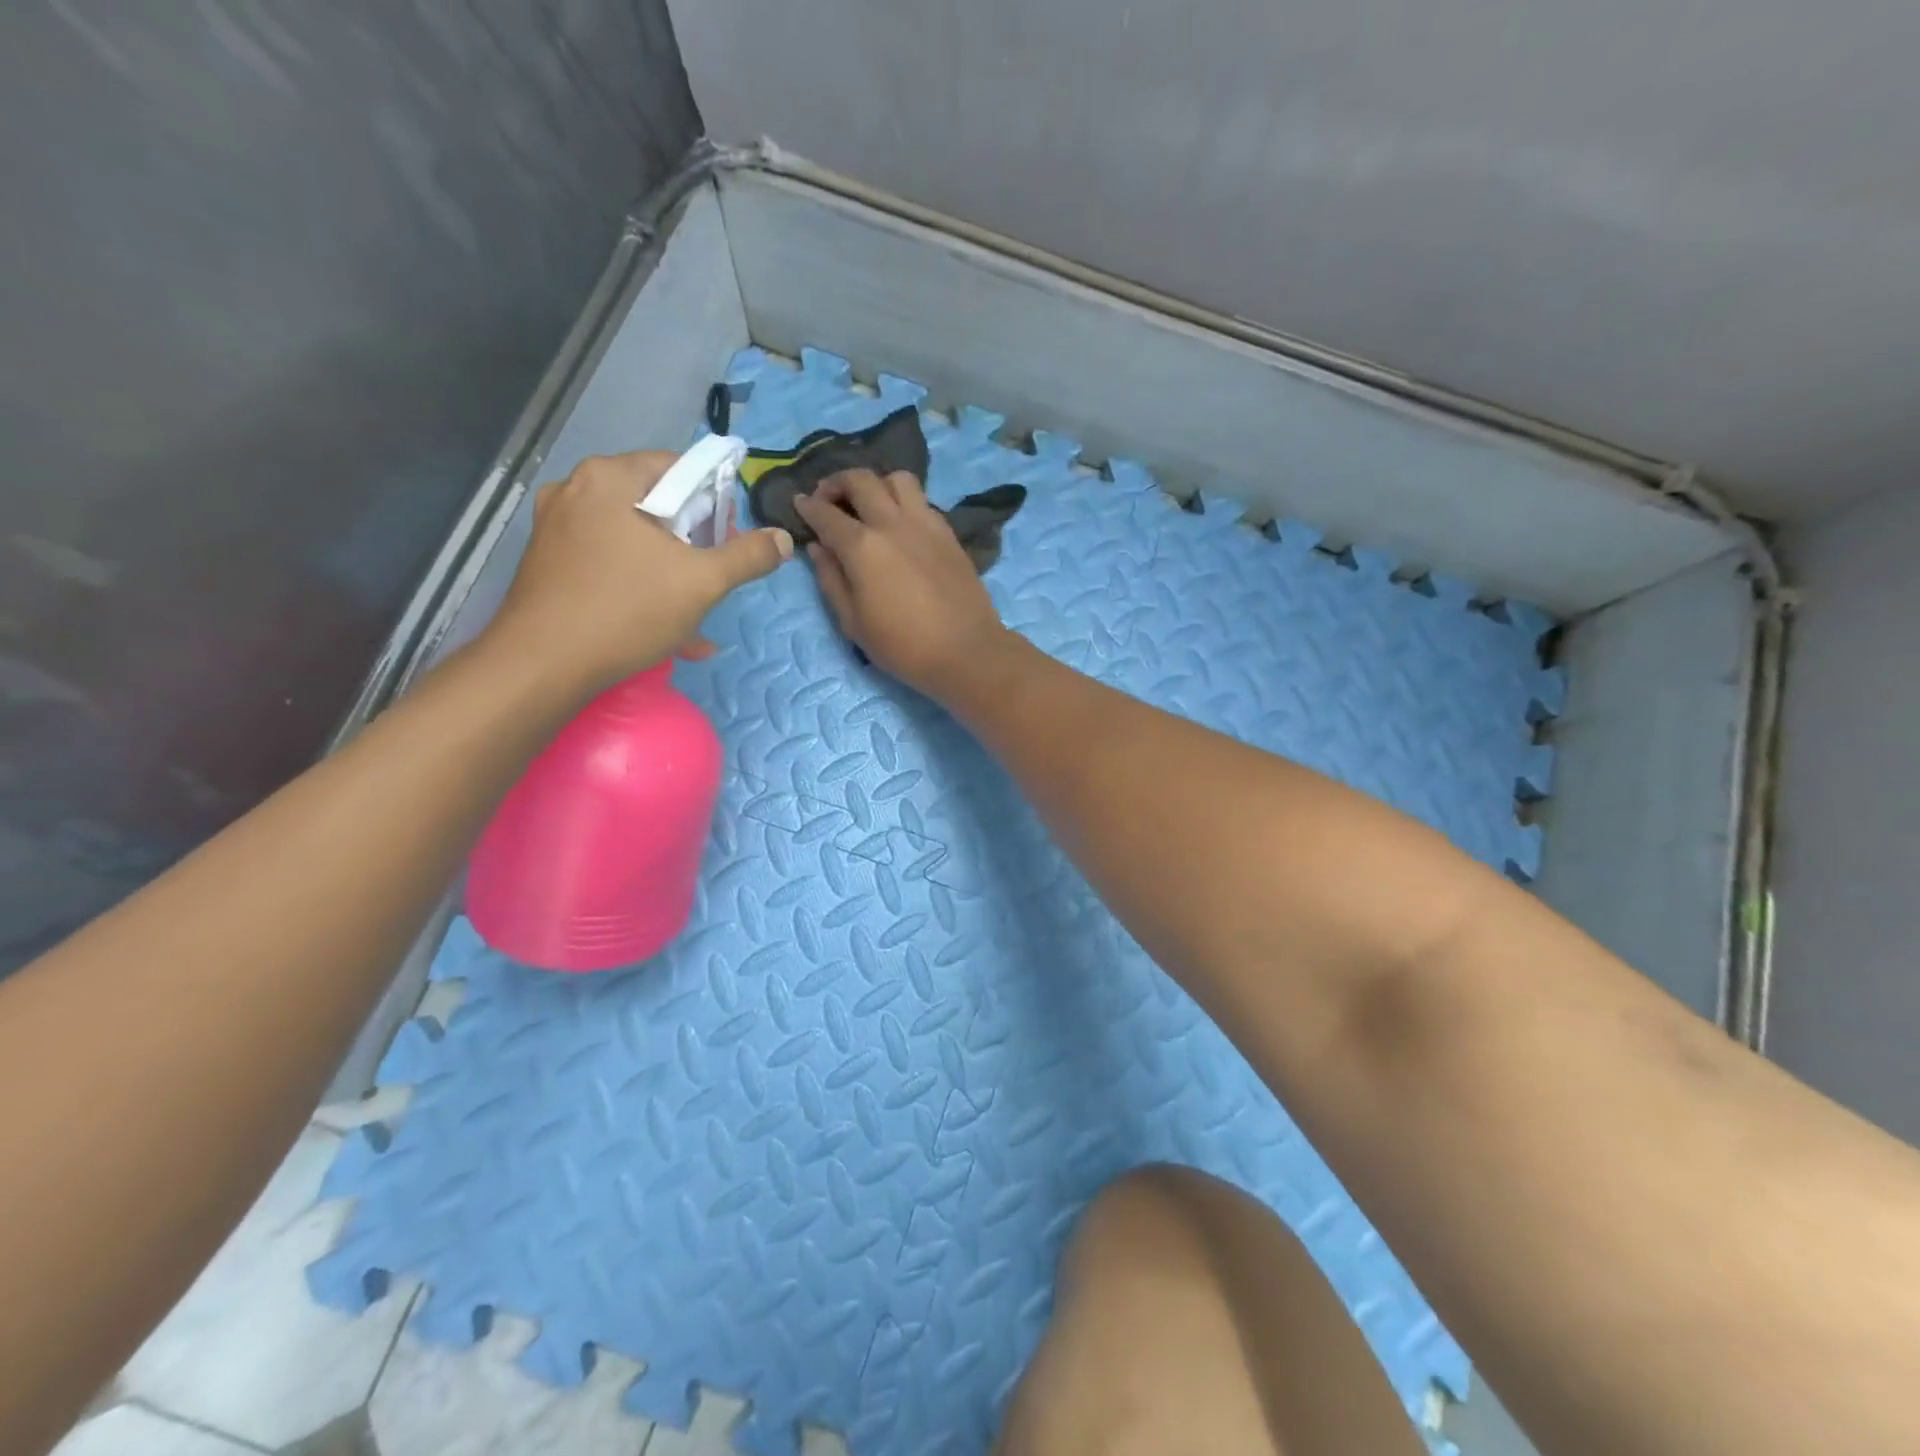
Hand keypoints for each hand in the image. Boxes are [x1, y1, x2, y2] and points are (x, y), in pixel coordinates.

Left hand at [485, 451, 791, 696]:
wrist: (542, 665)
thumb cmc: (627, 610)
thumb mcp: (703, 583)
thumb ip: (748, 556)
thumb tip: (782, 539)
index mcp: (611, 478)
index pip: (680, 468)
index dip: (714, 504)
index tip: (727, 543)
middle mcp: (576, 490)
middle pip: (657, 505)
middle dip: (693, 544)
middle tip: (711, 580)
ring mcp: (556, 527)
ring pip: (634, 540)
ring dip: (670, 573)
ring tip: (693, 615)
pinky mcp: (548, 563)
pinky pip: (609, 563)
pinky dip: (639, 586)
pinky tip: (662, 628)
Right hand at [794, 469, 1012, 698]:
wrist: (966, 651)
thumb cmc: (903, 646)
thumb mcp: (853, 622)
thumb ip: (831, 579)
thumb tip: (817, 547)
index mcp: (862, 547)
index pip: (825, 514)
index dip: (807, 506)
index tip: (799, 503)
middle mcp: (892, 523)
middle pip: (860, 480)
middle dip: (837, 482)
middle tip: (829, 498)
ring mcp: (925, 523)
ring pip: (897, 479)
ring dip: (876, 483)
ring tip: (870, 504)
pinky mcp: (948, 532)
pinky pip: (922, 500)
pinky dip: (904, 501)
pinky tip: (900, 523)